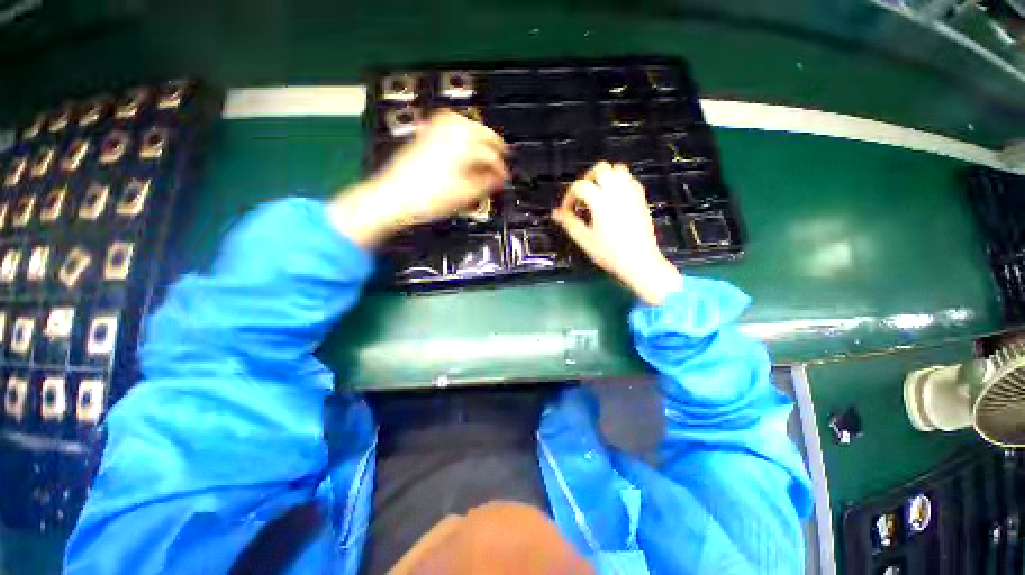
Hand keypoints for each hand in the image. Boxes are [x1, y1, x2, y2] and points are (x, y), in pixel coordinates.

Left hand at [329, 111, 507, 245]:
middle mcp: (450, 136)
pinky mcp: (424, 136)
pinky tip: (460, 132)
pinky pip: (445, 122)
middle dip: (494, 142)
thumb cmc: (426, 199)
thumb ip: (485, 184)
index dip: (501, 167)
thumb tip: (498, 179)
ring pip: (463, 122)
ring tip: (485, 140)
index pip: (490, 155)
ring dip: (478, 130)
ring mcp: (435, 133)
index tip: (504, 176)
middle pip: (480, 131)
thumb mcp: (463, 196)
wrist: (394, 197)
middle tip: (503, 153)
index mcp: (463, 150)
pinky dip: (457, 125)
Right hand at [552, 162, 681, 304]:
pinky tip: (614, 198)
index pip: (579, 186)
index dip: (569, 196)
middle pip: (600, 168)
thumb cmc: (611, 253)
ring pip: (618, 169)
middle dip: (587, 179)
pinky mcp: (641, 199)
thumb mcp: (584, 239)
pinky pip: (630, 180)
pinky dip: (620, 183)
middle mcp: (617, 192)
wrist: (639, 261)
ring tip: (598, 194)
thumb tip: (556, 213)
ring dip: (605, 177)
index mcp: (600, 201)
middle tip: (582, 195)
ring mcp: (631, 194)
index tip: (567, 210)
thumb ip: (569, 223)